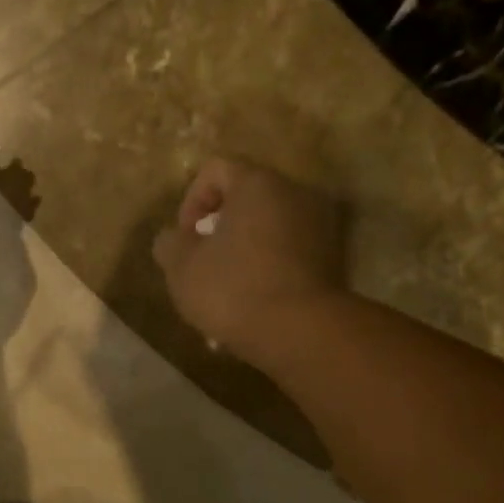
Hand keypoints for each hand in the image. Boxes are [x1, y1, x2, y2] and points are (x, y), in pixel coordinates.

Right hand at [153, 158, 345, 366]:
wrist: (301, 332)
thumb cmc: (233, 288)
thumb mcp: (181, 266)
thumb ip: (170, 243)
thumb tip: (175, 239)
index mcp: (258, 183)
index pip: (215, 170)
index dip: (190, 201)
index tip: (185, 240)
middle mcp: (295, 193)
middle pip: (246, 199)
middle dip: (219, 230)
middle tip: (204, 265)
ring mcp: (320, 226)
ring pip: (268, 230)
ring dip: (244, 253)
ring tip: (227, 293)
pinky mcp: (333, 260)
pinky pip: (289, 254)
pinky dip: (268, 271)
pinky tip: (254, 306)